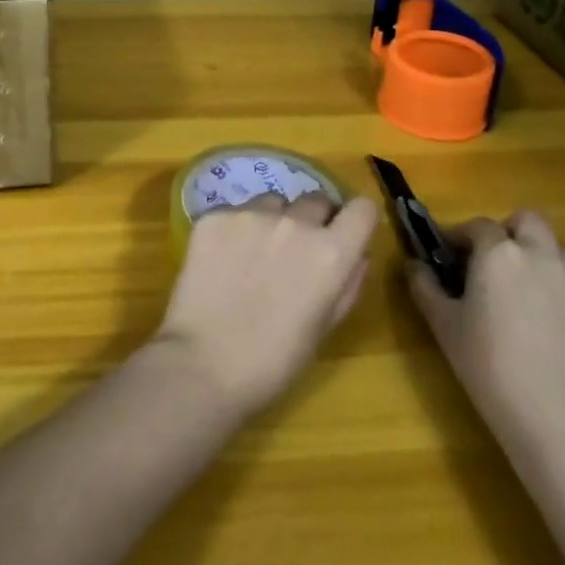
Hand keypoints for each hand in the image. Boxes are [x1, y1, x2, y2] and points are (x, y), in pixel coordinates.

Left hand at [154, 193, 376, 419]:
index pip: (362, 209)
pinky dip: (235, 230)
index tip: (345, 234)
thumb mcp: (324, 328)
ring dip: (273, 221)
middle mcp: (294, 222)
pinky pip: (235, 212)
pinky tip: (223, 262)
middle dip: (314, 220)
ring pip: (273, 202)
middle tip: (296, 252)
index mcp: (330, 253)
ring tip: (254, 256)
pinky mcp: (214, 216)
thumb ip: (347, 284)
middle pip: (316, 200)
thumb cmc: (273, 361)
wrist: (202, 364)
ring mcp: (250, 214)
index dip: (356, 220)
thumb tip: (357, 253)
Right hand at [407, 210, 564, 463]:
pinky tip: (564, 339)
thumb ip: (425, 287)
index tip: (451, 256)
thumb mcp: (444, 328)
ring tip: (532, 300)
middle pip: (529, 221)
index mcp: (500, 254)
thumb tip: (413, 265)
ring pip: (564, 254)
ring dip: (545, 263)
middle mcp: (545, 256)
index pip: (478, 225)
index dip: (462, 236)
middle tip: (497, 265)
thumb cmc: (492, 370)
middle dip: (511, 233)